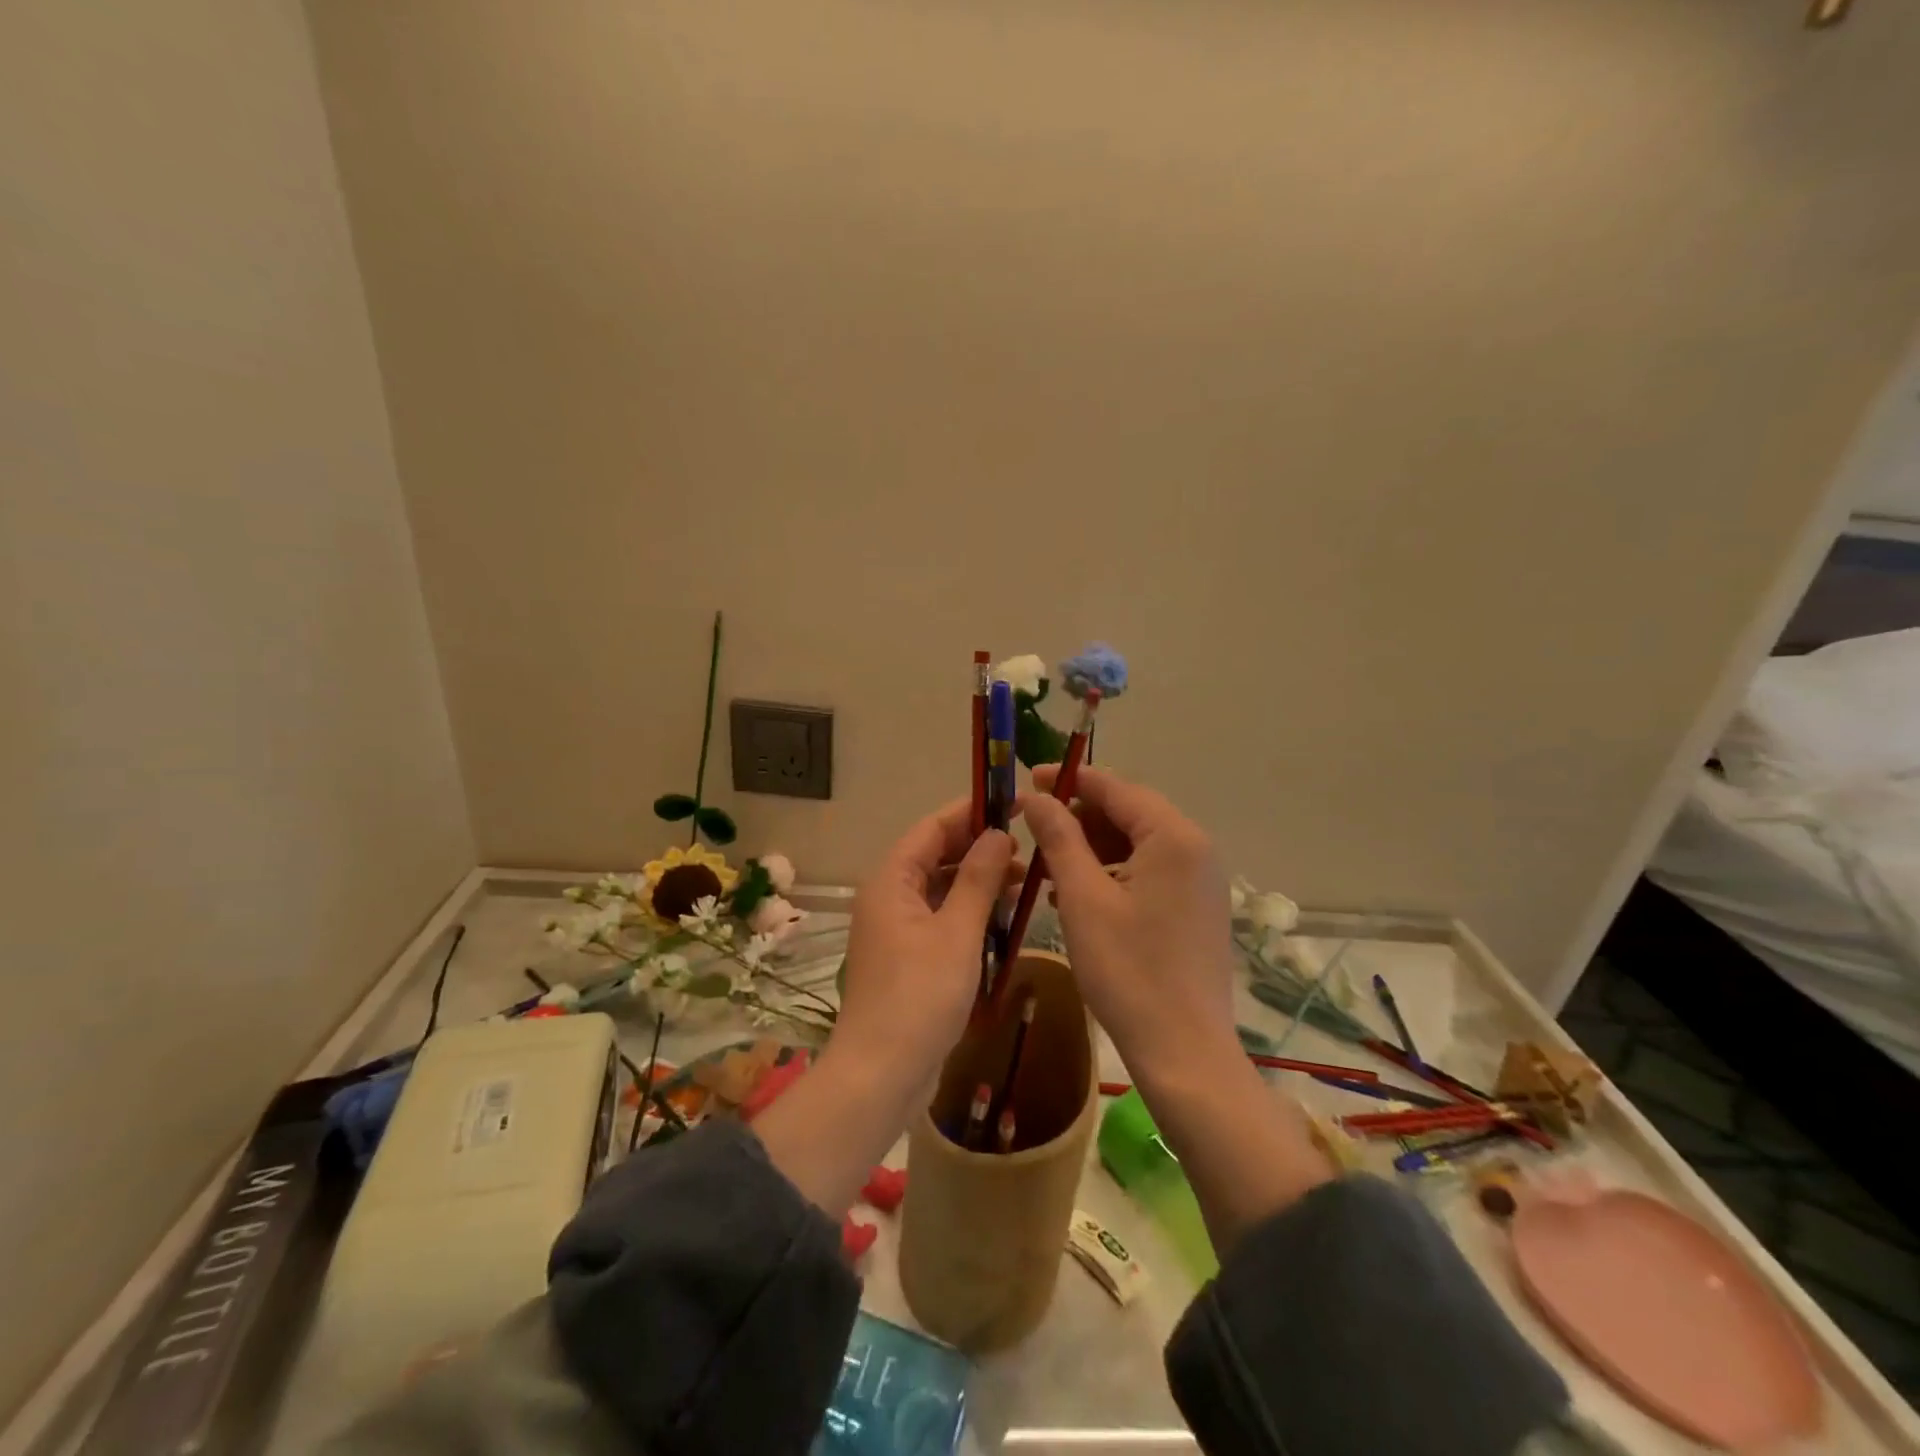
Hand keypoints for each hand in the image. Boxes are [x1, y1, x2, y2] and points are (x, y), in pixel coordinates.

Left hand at [837, 800, 1016, 1091]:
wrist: (882, 1075)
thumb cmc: (920, 996)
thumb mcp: (957, 932)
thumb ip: (978, 879)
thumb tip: (998, 834)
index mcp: (891, 881)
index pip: (932, 829)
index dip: (970, 813)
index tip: (1012, 805)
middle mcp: (889, 898)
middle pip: (936, 857)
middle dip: (980, 850)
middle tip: (1027, 849)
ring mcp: (897, 930)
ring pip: (941, 890)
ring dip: (979, 883)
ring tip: (1025, 882)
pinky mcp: (908, 958)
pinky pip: (942, 920)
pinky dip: (970, 914)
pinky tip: (1004, 919)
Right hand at [1024, 766, 1238, 1077]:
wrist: (1184, 1052)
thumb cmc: (1128, 971)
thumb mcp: (1083, 898)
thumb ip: (1059, 838)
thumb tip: (1036, 798)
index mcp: (1173, 837)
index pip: (1115, 788)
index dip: (1068, 780)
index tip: (1027, 778)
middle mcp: (1195, 849)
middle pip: (1129, 813)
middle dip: (1079, 817)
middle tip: (1033, 828)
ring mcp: (1200, 880)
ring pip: (1136, 844)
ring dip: (1092, 847)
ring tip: (1048, 866)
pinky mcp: (1196, 907)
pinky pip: (1148, 872)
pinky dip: (1112, 873)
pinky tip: (1077, 893)